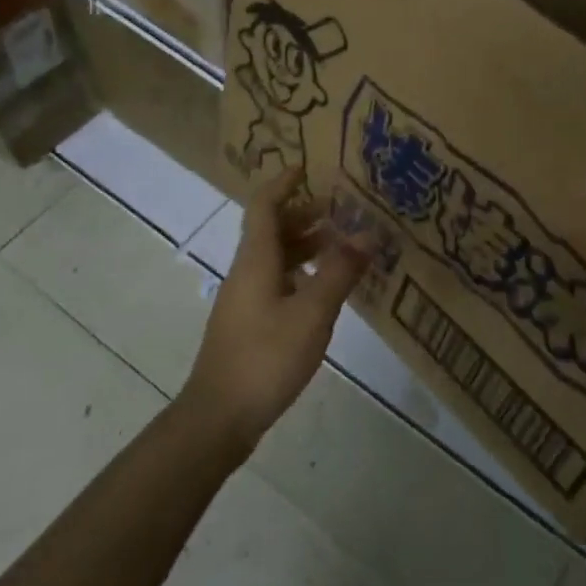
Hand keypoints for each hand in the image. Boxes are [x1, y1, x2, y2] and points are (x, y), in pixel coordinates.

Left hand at [182, 167, 369, 453]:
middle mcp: (246, 272)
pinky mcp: (248, 323)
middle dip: (304, 213)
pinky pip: (276, 281)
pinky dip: (301, 273)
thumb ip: (340, 272)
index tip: (307, 166)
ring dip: (305, 245)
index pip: (264, 205)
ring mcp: (244, 299)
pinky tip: (325, 289)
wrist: (218, 419)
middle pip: (270, 229)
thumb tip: (368, 234)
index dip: (283, 182)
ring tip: (342, 246)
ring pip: (275, 257)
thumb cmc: (265, 357)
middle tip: (341, 209)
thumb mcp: (312, 313)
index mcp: (255, 260)